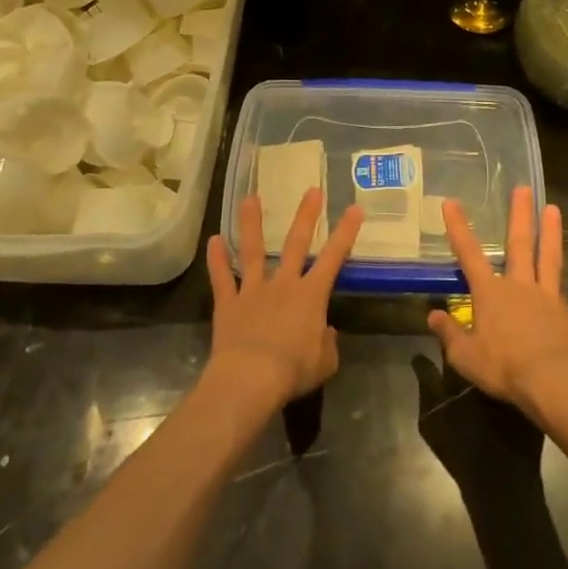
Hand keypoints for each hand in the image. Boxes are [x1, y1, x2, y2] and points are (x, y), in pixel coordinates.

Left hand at [205, 189, 362, 411]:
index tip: (354, 208)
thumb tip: (325, 332)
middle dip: (306, 216)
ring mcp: (253, 290)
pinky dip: (216, 260)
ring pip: (253, 251)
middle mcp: (283, 285)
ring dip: (252, 224)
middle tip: (311, 190)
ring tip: (250, 198)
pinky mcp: (228, 303)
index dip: (346, 233)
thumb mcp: (324, 363)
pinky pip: (222, 278)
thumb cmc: (292, 371)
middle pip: (296, 244)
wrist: (250, 379)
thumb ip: (328, 344)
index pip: (333, 258)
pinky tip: (213, 240)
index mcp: (311, 296)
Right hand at [429, 188, 567, 421]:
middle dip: (519, 214)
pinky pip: (558, 280)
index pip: (469, 254)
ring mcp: (544, 294)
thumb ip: (449, 333)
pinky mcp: (563, 309)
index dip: (458, 227)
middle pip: (519, 243)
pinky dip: (557, 266)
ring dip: (549, 230)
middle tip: (523, 188)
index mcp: (490, 293)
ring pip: (547, 254)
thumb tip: (432, 315)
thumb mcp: (465, 356)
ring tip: (553, 208)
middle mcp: (517, 284)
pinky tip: (559, 261)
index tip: (451, 202)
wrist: (553, 381)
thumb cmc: (504, 367)